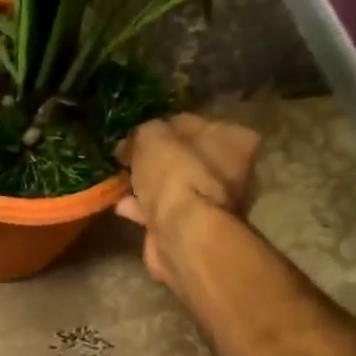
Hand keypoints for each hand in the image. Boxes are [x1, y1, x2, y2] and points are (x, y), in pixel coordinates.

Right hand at [115, 114, 259, 284]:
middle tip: (127, 158)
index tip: (138, 134)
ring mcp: (215, 204)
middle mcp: (234, 171)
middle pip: (185, 157)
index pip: (194, 123)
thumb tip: (135, 140)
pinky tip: (122, 206)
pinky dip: (145, 208)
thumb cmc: (175, 174)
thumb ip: (144, 131)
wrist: (182, 232)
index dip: (163, 126)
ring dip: (148, 185)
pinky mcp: (195, 229)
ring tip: (121, 182)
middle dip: (156, 159)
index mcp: (234, 139)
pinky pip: (165, 211)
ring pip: (175, 186)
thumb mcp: (151, 135)